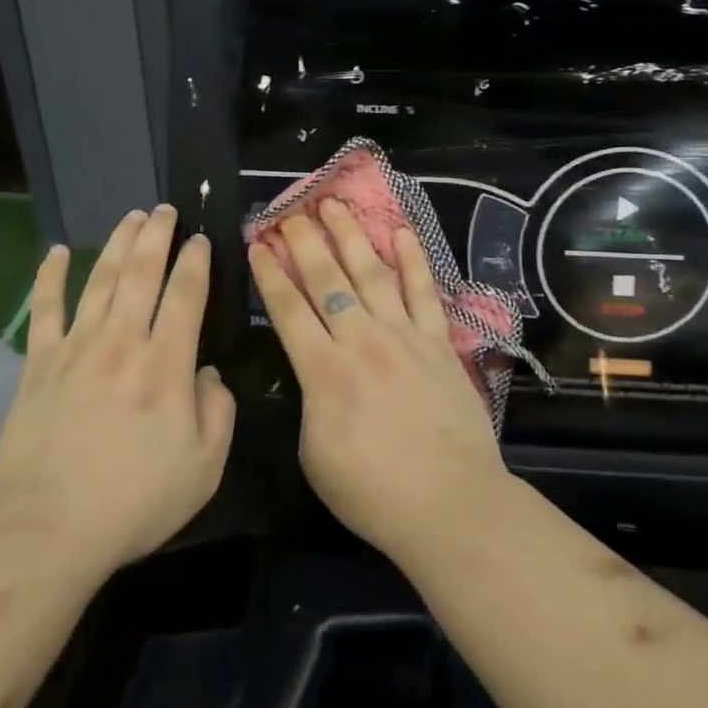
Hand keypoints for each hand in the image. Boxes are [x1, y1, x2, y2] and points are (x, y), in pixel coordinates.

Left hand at [0, 206, 234, 581]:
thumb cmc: (133, 502)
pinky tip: (56, 252)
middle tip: (165, 210)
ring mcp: (76, 348)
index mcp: (165, 364)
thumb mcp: (203, 468)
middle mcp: (122, 342)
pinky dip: (50, 277)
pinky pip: (45, 309)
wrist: (46, 529)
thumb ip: (218, 412)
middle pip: (142, 272)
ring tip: (131, 216)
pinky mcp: (39, 363)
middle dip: (157, 235)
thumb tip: (208, 373)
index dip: (195, 261)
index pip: (185, 294)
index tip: (201, 239)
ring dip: (118, 243)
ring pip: (101, 279)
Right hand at [249, 200, 510, 565]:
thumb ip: (310, 401)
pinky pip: (423, 291)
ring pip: (371, 273)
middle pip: (326, 279)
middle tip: (290, 211)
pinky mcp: (438, 341)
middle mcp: (360, 340)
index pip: (288, 309)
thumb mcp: (315, 454)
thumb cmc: (373, 491)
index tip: (257, 243)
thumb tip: (315, 370)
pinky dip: (412, 259)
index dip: (269, 273)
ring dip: (350, 235)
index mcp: (323, 370)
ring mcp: (403, 335)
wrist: (450, 503)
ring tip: (334, 204)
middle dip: (304, 241)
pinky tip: (401, 231)